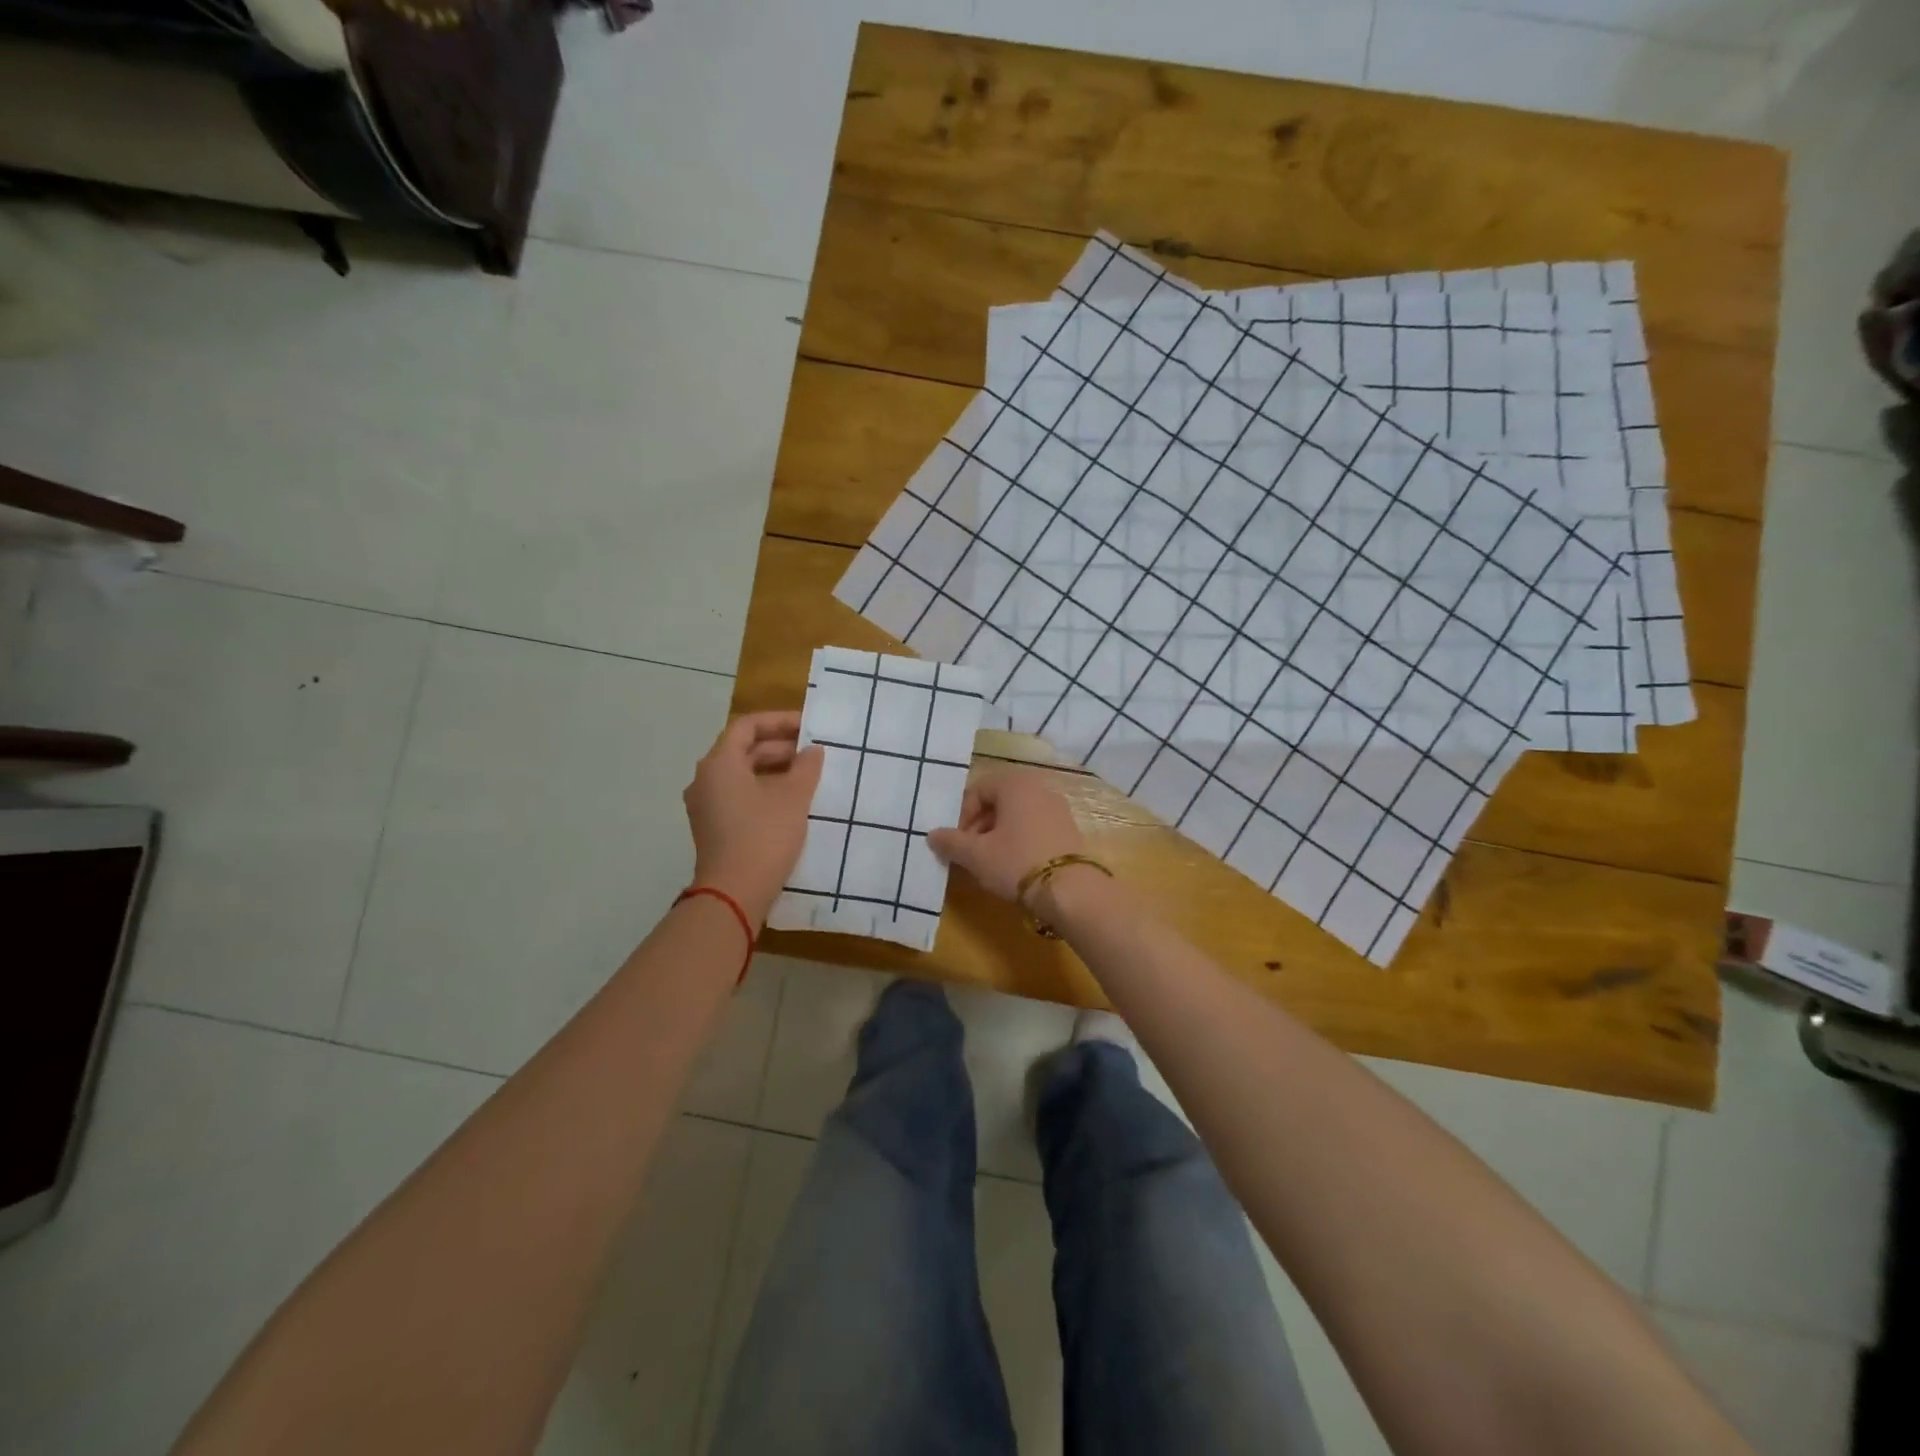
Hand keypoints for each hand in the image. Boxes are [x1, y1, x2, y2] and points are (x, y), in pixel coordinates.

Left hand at [684, 712, 823, 923]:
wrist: (734, 893)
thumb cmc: (764, 836)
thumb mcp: (793, 798)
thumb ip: (806, 768)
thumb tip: (812, 751)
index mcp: (719, 763)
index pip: (747, 726)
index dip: (779, 721)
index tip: (808, 726)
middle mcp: (705, 779)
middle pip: (742, 750)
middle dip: (779, 747)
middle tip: (812, 751)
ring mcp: (706, 805)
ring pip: (741, 774)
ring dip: (773, 770)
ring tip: (806, 775)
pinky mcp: (712, 827)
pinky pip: (738, 795)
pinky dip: (763, 790)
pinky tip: (789, 801)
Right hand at [927, 770, 1084, 902]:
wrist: (1071, 890)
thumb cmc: (1016, 862)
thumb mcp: (976, 855)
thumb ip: (951, 842)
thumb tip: (932, 835)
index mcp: (1015, 784)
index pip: (978, 790)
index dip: (962, 815)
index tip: (957, 841)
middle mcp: (1039, 788)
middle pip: (998, 801)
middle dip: (979, 826)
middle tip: (970, 853)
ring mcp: (1058, 808)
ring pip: (1017, 816)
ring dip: (998, 835)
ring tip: (990, 863)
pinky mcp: (1069, 829)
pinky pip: (1035, 827)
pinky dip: (1020, 841)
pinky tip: (1015, 866)